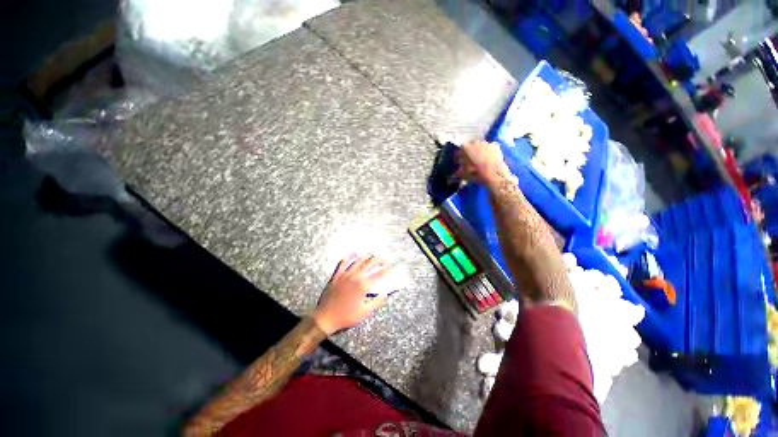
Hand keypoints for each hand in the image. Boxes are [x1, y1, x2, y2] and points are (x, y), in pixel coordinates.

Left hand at [312, 254, 393, 334]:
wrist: (325, 317)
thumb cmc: (346, 316)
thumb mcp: (365, 312)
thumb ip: (377, 302)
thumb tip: (386, 293)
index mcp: (363, 286)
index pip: (378, 274)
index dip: (387, 269)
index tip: (392, 267)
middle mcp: (355, 276)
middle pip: (369, 263)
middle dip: (379, 260)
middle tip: (384, 260)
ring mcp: (345, 274)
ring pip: (358, 260)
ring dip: (366, 256)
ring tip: (372, 254)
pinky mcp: (336, 275)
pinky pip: (343, 262)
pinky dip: (349, 256)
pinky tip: (354, 253)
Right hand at [456, 140, 513, 187]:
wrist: (494, 173)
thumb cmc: (476, 173)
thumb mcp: (464, 175)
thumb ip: (459, 172)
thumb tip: (456, 173)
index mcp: (465, 148)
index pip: (459, 150)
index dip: (459, 157)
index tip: (459, 162)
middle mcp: (475, 142)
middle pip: (470, 145)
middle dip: (469, 152)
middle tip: (470, 160)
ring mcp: (486, 142)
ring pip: (480, 145)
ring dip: (479, 150)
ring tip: (480, 159)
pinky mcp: (495, 145)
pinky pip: (490, 147)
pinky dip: (488, 151)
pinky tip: (489, 157)